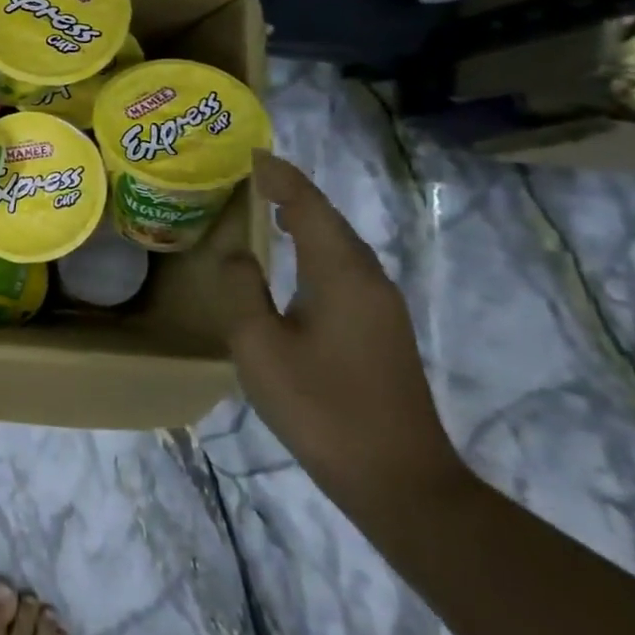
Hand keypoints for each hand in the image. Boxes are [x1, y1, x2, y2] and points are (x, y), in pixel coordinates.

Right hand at [219, 151, 468, 521]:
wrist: (398, 479)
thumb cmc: (321, 407)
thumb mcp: (259, 346)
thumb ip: (242, 290)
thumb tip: (236, 252)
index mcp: (341, 275)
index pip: (309, 208)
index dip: (281, 177)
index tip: (251, 154)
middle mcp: (369, 281)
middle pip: (330, 221)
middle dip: (293, 193)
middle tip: (254, 175)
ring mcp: (381, 308)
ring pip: (340, 246)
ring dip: (306, 220)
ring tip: (269, 206)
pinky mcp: (381, 331)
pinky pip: (344, 270)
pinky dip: (316, 249)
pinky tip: (296, 261)